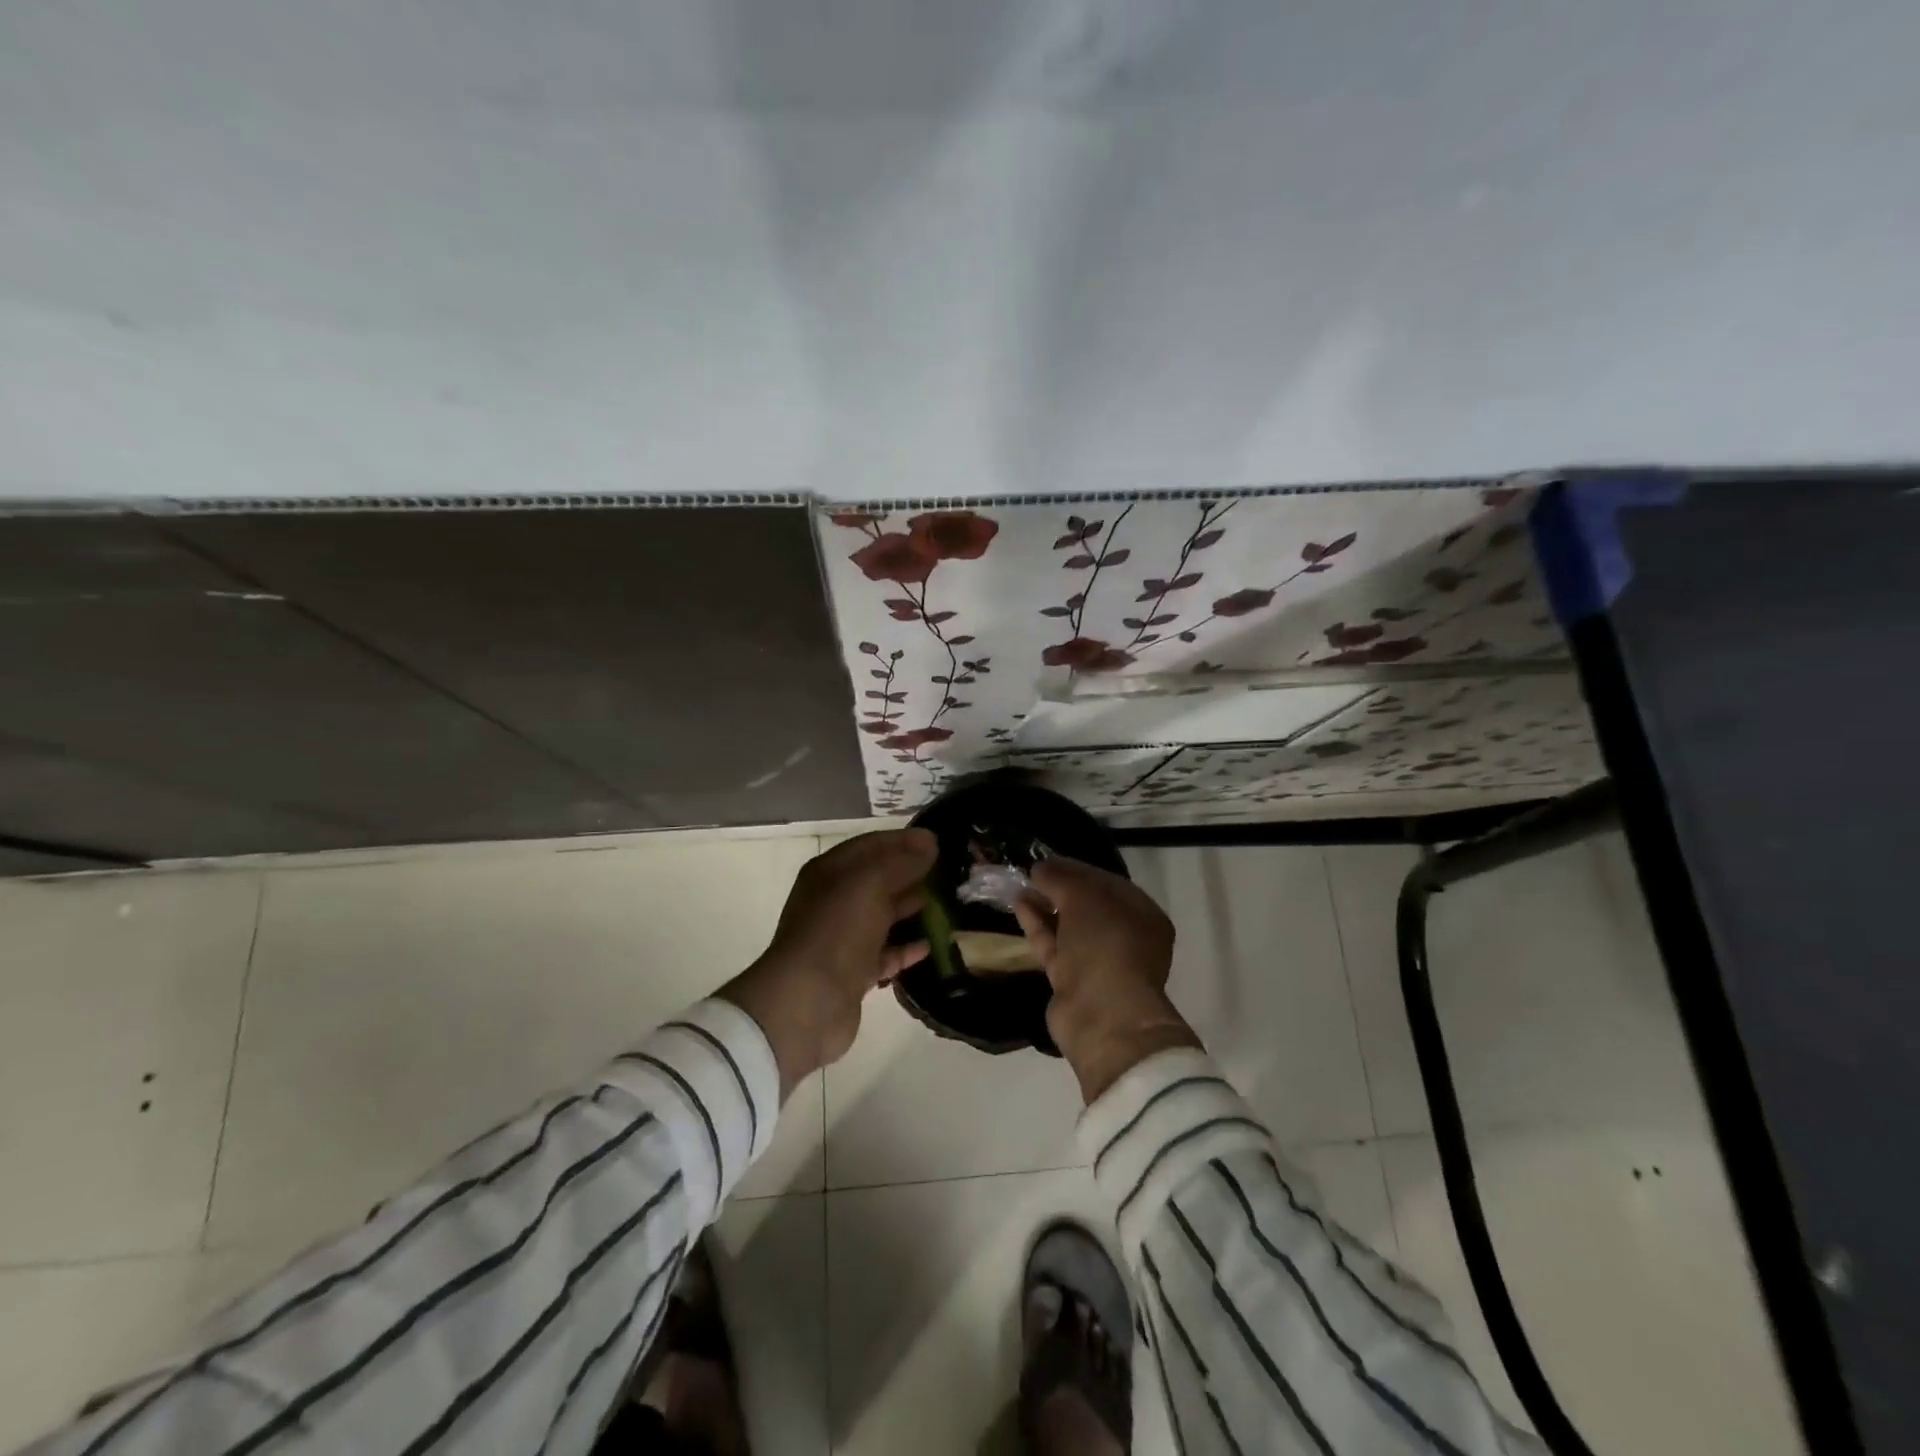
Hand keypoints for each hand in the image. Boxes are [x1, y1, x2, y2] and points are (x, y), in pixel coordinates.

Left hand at [719, 829, 935, 1098]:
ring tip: (948, 905)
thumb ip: (902, 862)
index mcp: (830, 872)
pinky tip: (931, 945)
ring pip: (883, 916)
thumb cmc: (837, 930)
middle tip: (950, 873)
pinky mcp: (854, 972)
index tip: (938, 841)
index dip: (903, 841)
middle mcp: (834, 901)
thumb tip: (929, 844)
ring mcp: (843, 938)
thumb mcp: (871, 883)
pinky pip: (886, 953)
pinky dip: (906, 948)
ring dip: (912, 909)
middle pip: (878, 880)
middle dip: (911, 874)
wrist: (807, 1001)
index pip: (871, 845)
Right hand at [1013, 857, 1201, 1102]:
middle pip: (1088, 905)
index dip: (1077, 868)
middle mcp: (1125, 937)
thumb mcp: (1084, 898)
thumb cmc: (1106, 945)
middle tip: (1032, 872)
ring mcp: (1099, 961)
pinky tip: (1020, 905)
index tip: (1047, 859)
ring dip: (1046, 905)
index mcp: (1142, 914)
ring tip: (1021, 885)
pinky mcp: (1073, 981)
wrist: (1103, 1016)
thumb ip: (1061, 878)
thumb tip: (1040, 868)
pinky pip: (1055, 945)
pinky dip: (1039, 926)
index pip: (1107, 882)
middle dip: (1060, 888)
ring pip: (1069, 926)